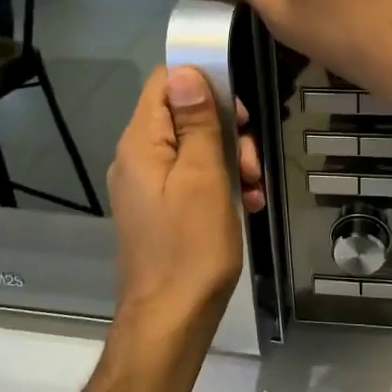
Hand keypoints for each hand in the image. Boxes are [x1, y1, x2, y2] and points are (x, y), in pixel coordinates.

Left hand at [107, 66, 246, 341]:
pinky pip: (191, 180)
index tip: (238, 111)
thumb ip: (196, 123)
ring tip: (254, 188)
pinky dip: (220, 185)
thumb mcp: (203, 177)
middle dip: (226, 130)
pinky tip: (246, 204)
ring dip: (230, 160)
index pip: (164, 83)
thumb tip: (186, 71)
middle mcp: (137, 158)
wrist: (170, 320)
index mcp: (141, 143)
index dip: (203, 84)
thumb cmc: (191, 248)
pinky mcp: (160, 210)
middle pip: (183, 116)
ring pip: (193, 149)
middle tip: (252, 161)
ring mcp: (147, 186)